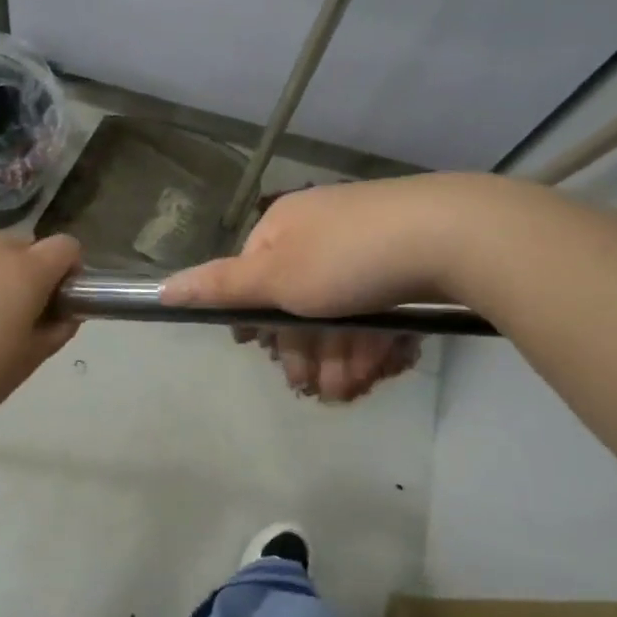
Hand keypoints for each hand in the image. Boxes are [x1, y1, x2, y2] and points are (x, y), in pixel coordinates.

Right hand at [164, 178, 450, 402]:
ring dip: (342, 356)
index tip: (274, 359)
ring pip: (342, 312)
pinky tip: (384, 368)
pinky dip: (377, 341)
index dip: (263, 324)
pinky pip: (379, 308)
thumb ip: (220, 287)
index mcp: (285, 226)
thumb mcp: (276, 277)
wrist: (455, 235)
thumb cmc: (348, 258)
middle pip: (301, 302)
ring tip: (354, 388)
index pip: (256, 277)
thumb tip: (161, 289)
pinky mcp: (407, 264)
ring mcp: (368, 246)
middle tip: (320, 390)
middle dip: (308, 351)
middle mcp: (322, 232)